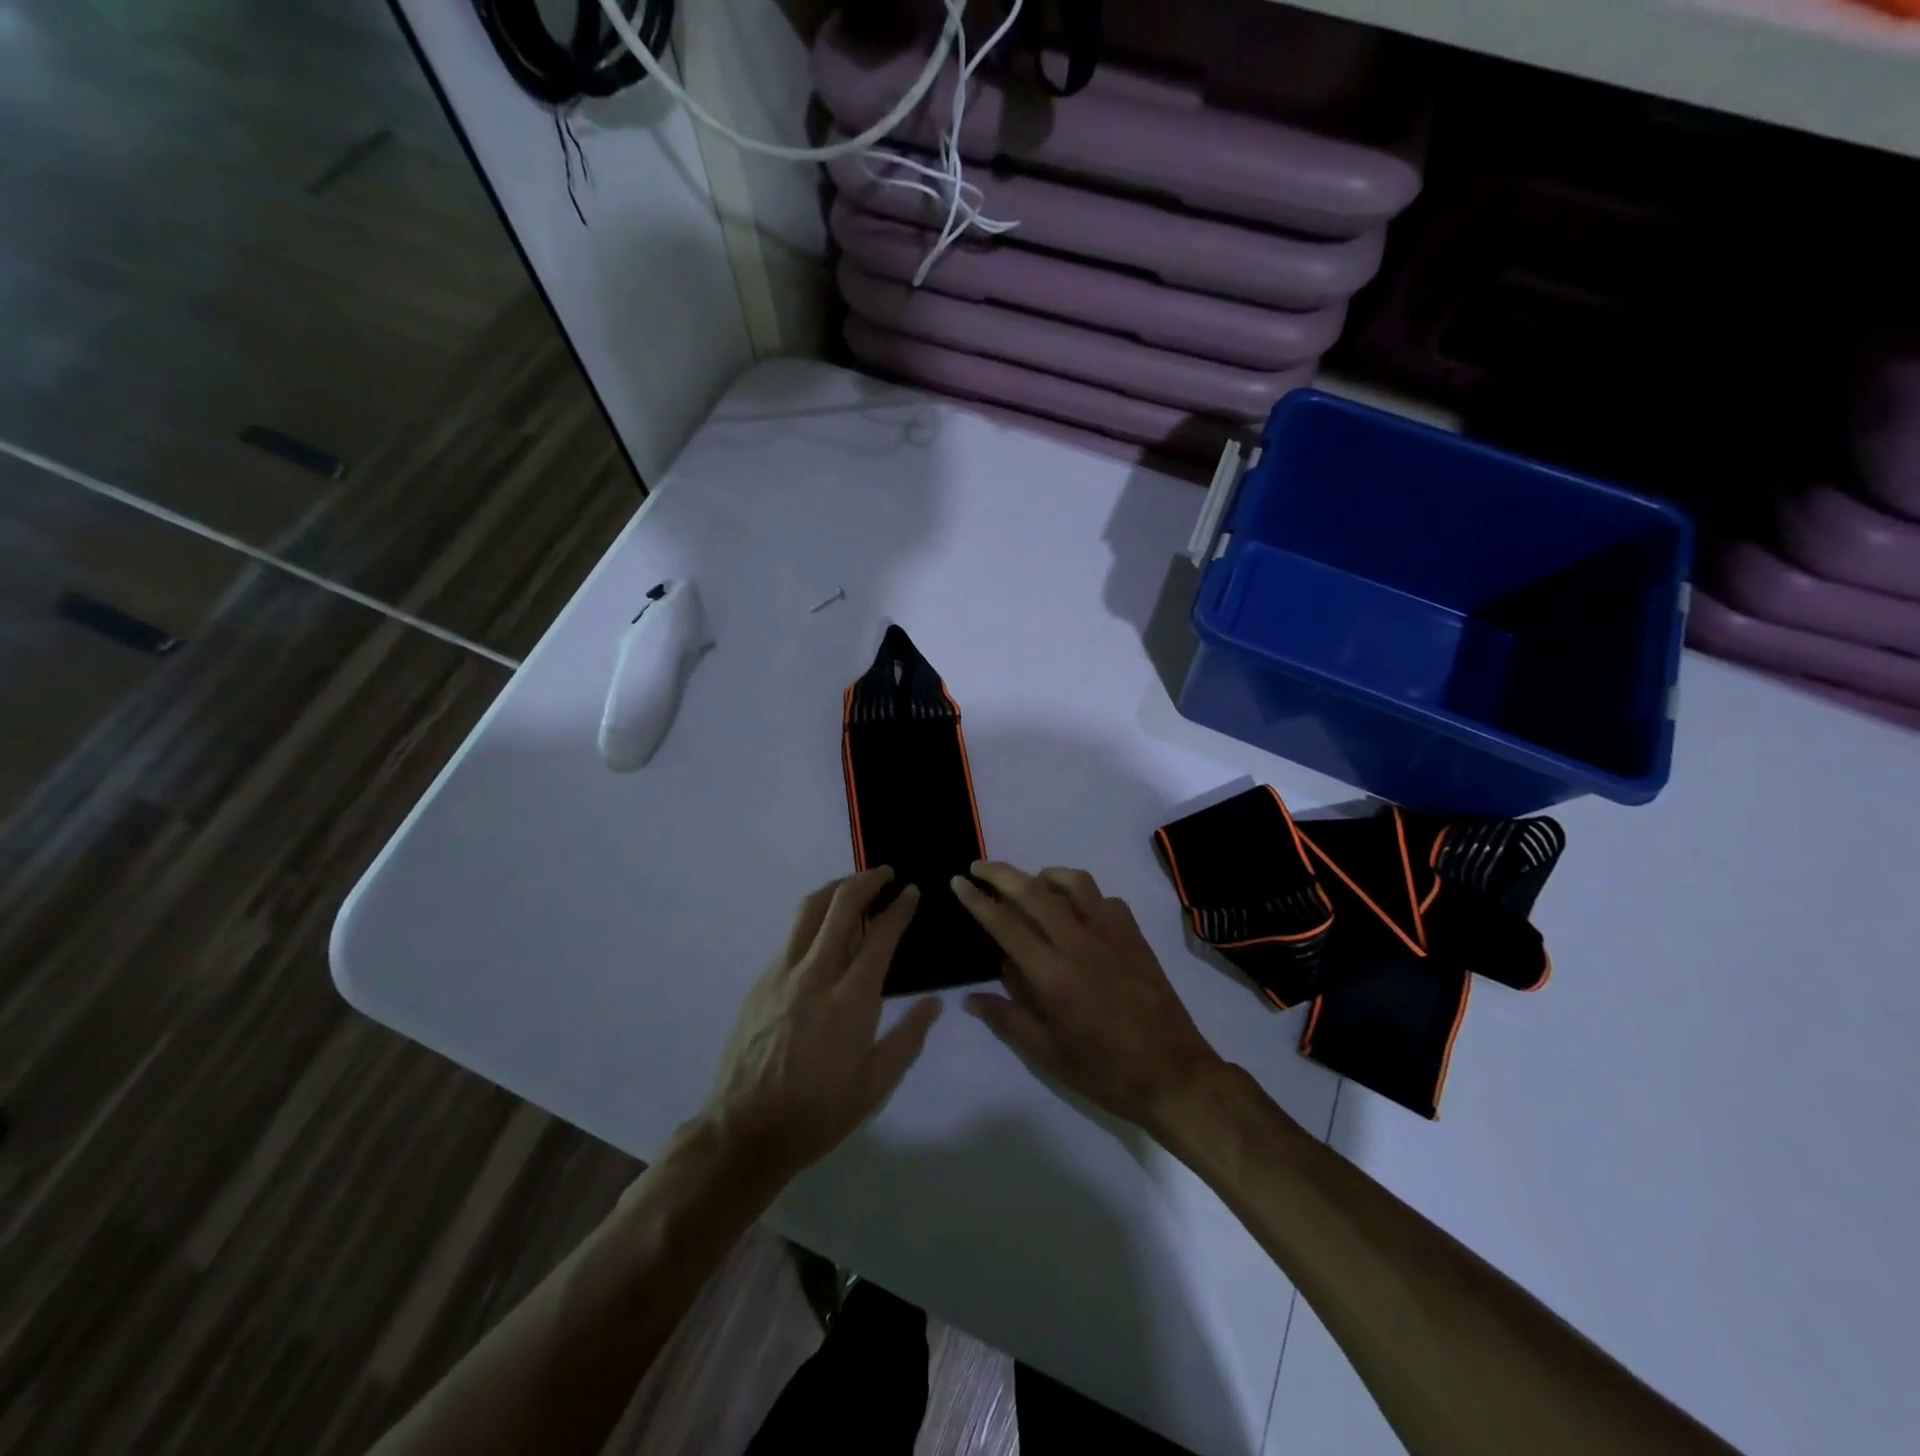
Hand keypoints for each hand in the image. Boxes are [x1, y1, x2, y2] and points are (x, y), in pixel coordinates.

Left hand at [705, 868, 941, 1185]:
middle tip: (887, 874)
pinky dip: (814, 919)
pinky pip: (792, 937)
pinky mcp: (761, 983)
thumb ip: (908, 1038)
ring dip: (836, 889)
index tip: (911, 892)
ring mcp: (782, 974)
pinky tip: (824, 933)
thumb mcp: (875, 1086)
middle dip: (867, 881)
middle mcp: (815, 975)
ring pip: (809, 911)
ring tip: (854, 886)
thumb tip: (935, 1002)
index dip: (899, 907)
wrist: (744, 1131)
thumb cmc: (818, 1113)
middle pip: (841, 906)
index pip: (880, 935)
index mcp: (850, 1000)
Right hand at [952, 862, 1222, 1133]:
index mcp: (1053, 975)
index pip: (1006, 924)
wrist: (1174, 1075)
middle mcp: (1080, 943)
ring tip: (1030, 883)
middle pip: (1034, 891)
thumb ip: (1007, 1019)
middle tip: (979, 868)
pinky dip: (1084, 895)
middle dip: (1001, 873)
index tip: (958, 881)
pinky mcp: (1135, 937)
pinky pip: (1106, 900)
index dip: (978, 900)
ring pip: (1075, 883)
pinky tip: (1077, 911)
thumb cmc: (1104, 1071)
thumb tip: (969, 998)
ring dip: (1045, 875)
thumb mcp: (1047, 1055)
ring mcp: (1112, 935)